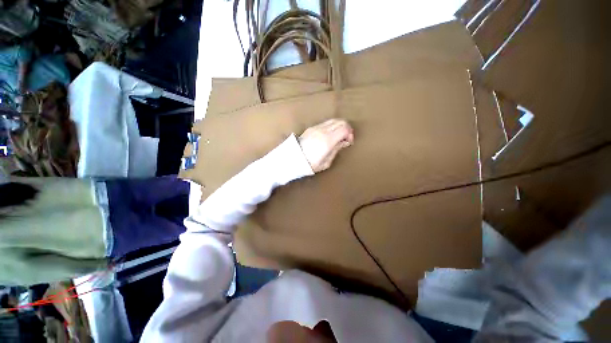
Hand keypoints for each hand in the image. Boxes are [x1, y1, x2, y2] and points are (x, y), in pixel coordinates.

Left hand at [298, 119, 353, 172]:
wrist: (293, 159)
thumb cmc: (310, 164)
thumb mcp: (326, 162)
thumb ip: (336, 150)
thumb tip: (343, 142)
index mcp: (328, 140)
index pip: (344, 128)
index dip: (350, 133)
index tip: (349, 142)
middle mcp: (323, 131)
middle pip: (341, 121)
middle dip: (347, 128)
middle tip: (346, 138)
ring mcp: (316, 128)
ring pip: (333, 120)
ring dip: (339, 126)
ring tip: (338, 136)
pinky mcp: (311, 128)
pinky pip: (326, 123)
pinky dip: (332, 126)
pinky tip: (330, 135)